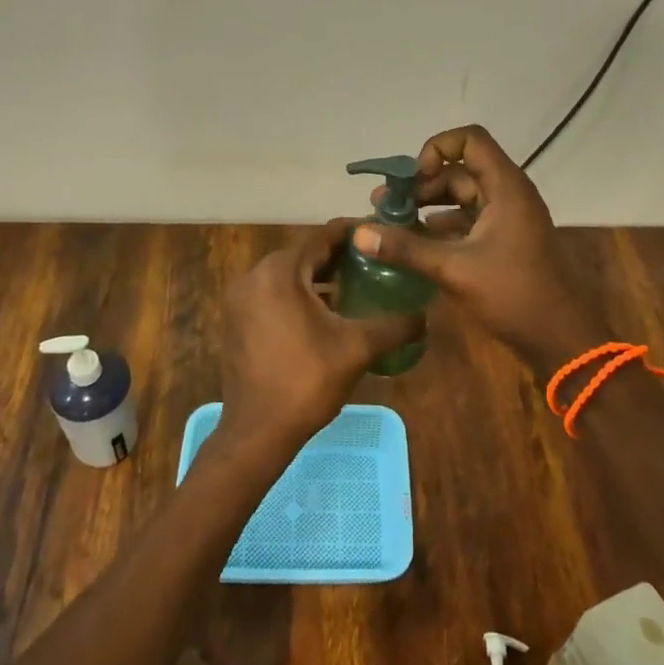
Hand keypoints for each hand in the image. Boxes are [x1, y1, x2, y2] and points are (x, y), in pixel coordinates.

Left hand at [220, 221, 424, 455]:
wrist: (257, 433)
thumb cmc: (307, 382)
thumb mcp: (357, 348)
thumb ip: (395, 325)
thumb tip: (427, 315)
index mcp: (280, 272)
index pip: (322, 236)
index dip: (353, 232)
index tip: (380, 233)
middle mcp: (253, 276)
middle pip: (303, 253)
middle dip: (338, 255)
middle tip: (374, 260)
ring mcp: (240, 298)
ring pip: (287, 274)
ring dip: (318, 276)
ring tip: (356, 283)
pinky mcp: (236, 319)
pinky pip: (273, 292)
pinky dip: (299, 293)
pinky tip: (326, 310)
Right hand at [353, 125, 606, 375]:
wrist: (562, 340)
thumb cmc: (514, 294)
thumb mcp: (455, 268)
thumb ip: (406, 248)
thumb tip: (359, 233)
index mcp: (505, 187)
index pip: (469, 140)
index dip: (436, 149)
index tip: (413, 179)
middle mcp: (507, 194)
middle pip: (459, 171)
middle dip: (420, 185)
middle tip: (384, 206)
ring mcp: (507, 219)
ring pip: (460, 198)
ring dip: (427, 207)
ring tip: (390, 224)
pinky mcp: (503, 242)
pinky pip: (467, 222)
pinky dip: (440, 228)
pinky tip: (413, 245)